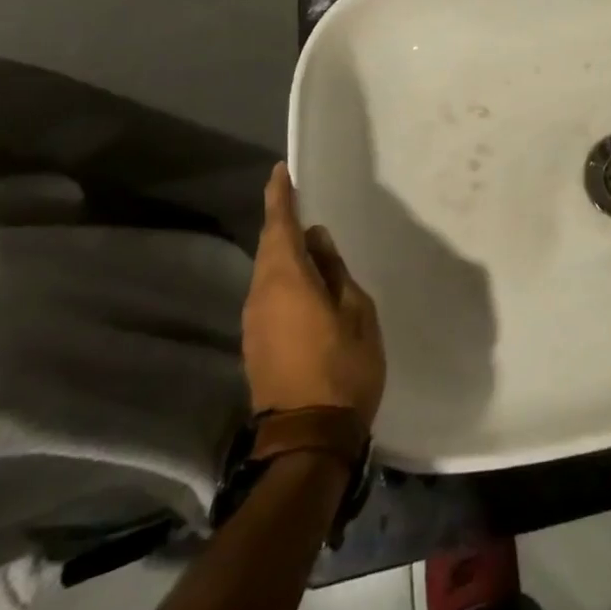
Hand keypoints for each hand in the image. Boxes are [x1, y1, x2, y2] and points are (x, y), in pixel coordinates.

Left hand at [243, 164, 386, 421]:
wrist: (308, 438)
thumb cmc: (343, 367)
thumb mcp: (356, 311)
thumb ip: (335, 272)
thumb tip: (317, 242)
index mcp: (287, 281)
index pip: (279, 227)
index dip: (280, 197)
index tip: (281, 171)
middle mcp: (261, 296)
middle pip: (269, 248)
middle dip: (282, 221)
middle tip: (300, 200)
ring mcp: (254, 323)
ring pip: (267, 272)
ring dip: (283, 251)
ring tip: (308, 240)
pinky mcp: (256, 344)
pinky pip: (268, 294)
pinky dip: (283, 277)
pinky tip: (304, 281)